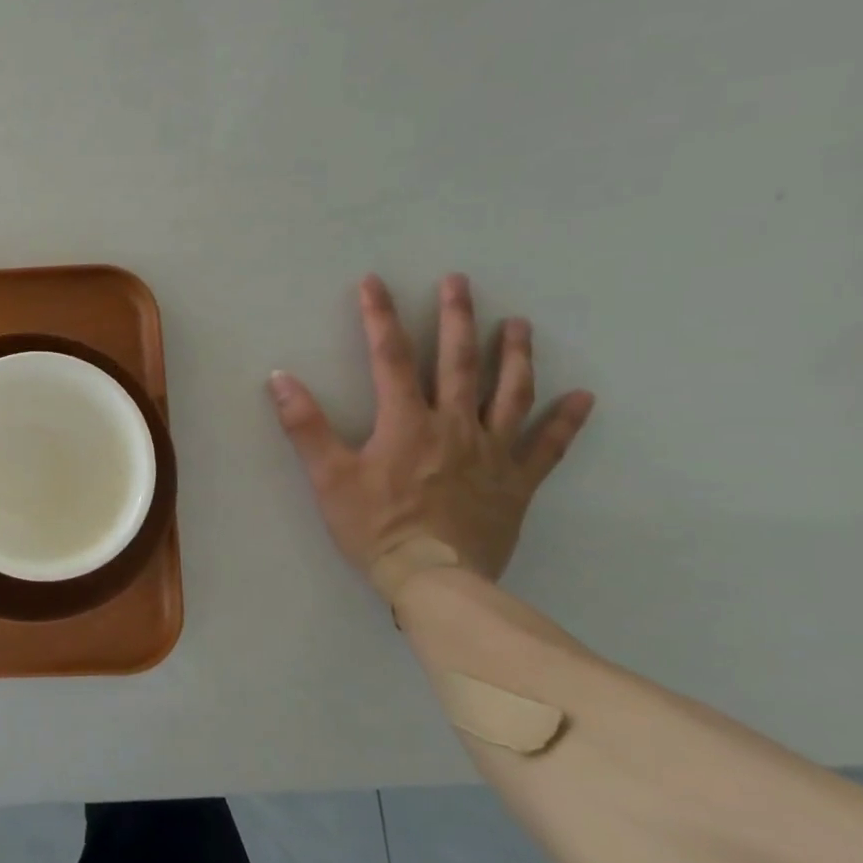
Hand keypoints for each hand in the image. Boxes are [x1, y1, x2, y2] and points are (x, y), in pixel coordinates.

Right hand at [269, 274, 594, 583]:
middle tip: (459, 281)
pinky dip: (566, 421)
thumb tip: (279, 379)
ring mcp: (493, 453)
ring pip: (510, 394)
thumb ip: (305, 426)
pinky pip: (547, 446)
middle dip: (457, 317)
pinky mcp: (517, 482)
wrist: (435, 581)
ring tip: (518, 324)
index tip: (374, 282)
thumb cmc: (375, 527)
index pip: (391, 358)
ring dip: (515, 355)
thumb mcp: (328, 477)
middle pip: (459, 362)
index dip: (380, 317)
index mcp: (407, 423)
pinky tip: (583, 398)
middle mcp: (455, 427)